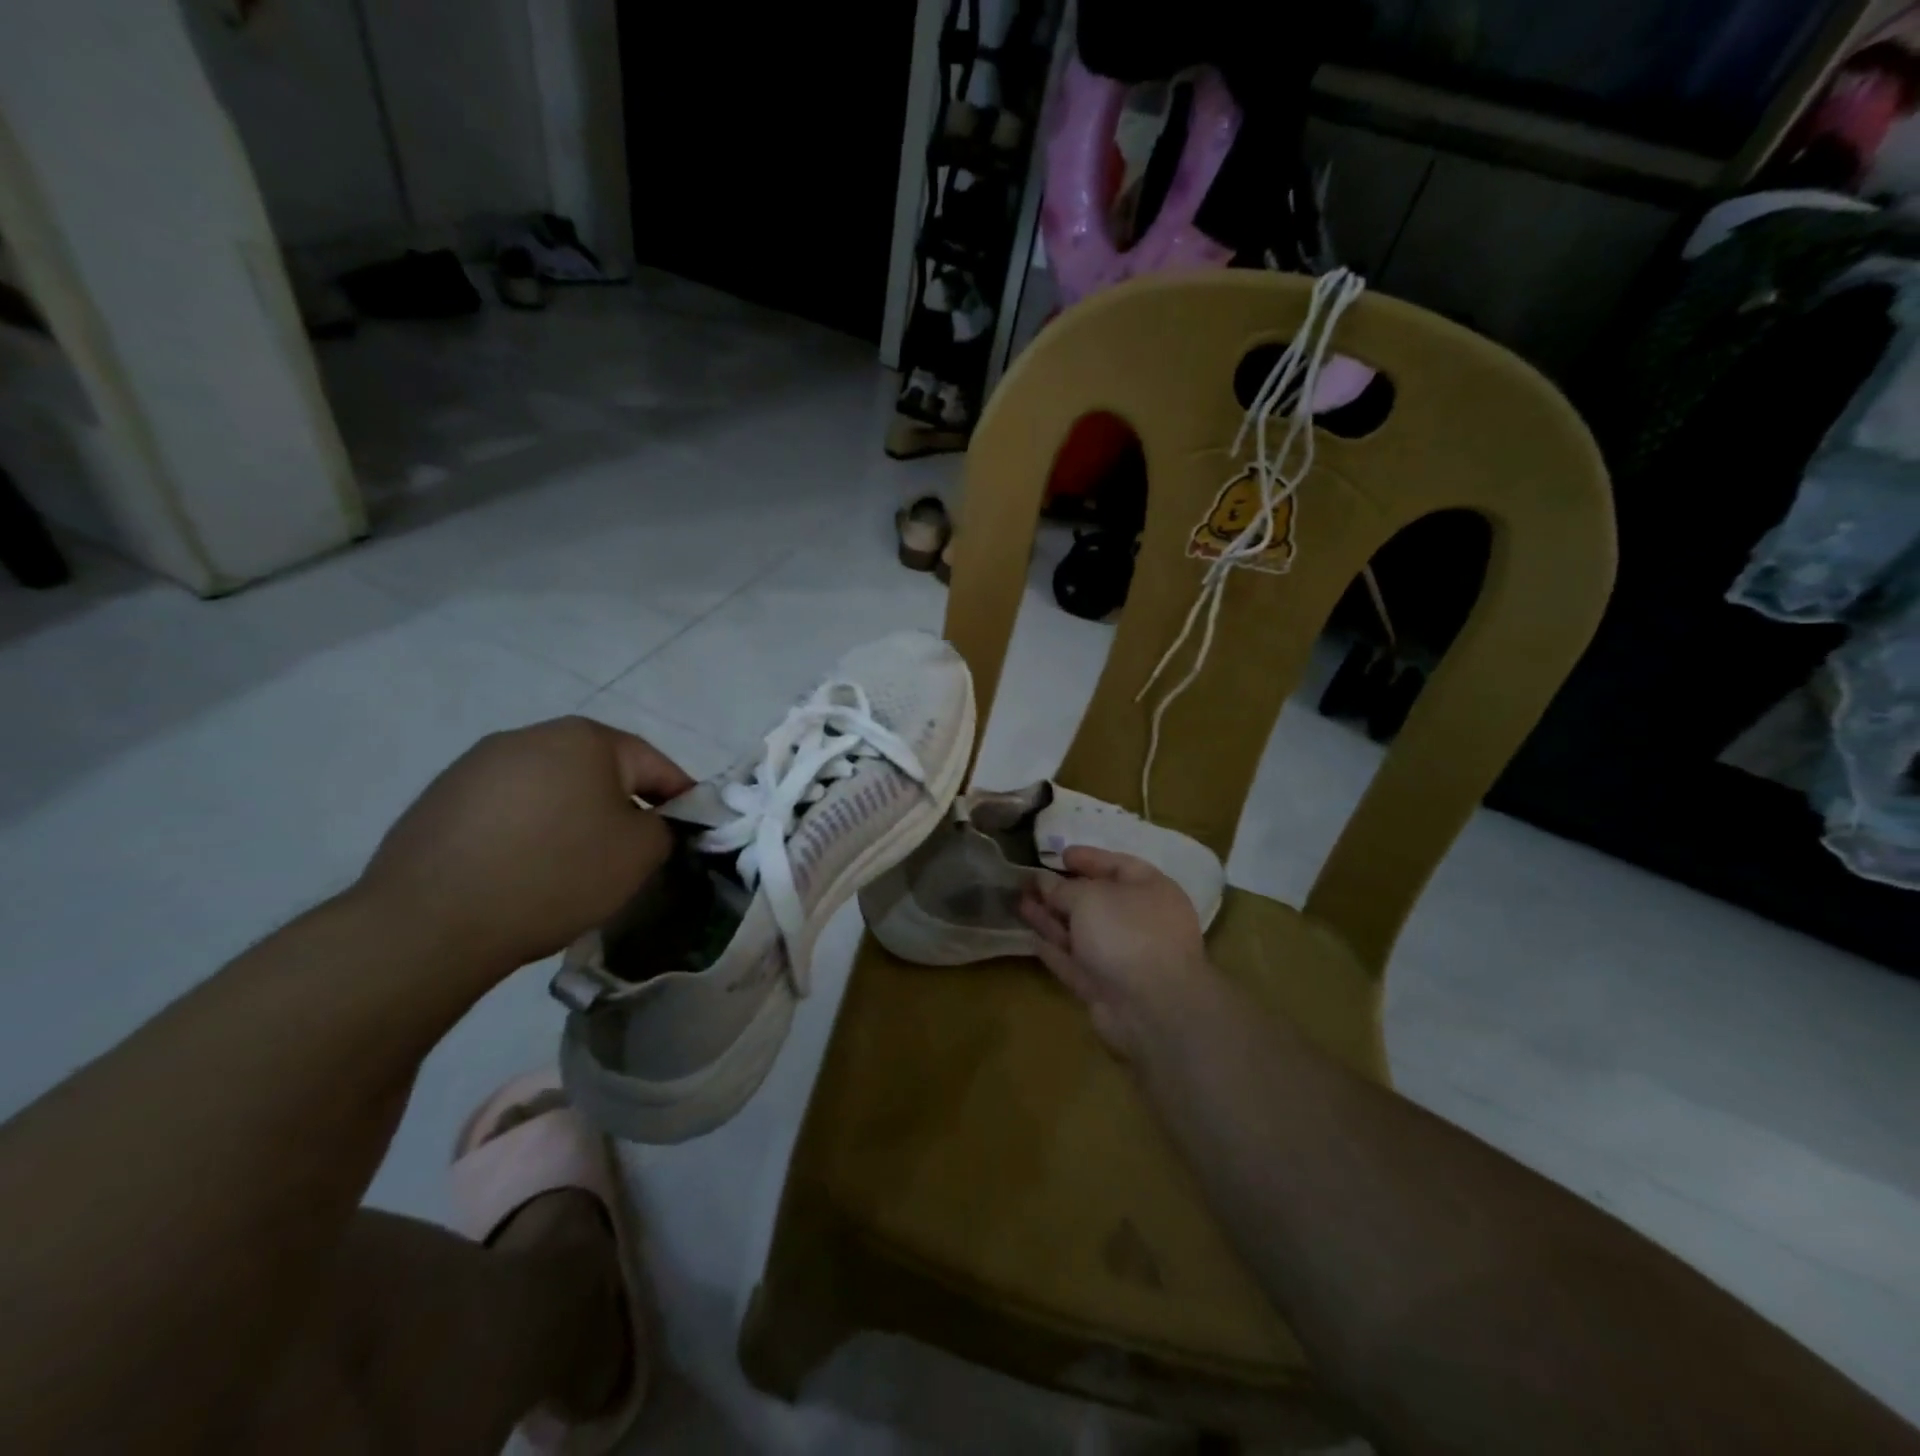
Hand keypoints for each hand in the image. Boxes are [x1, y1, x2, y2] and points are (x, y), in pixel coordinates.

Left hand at [354, 716, 695, 974]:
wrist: (430, 922)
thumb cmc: (555, 874)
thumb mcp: (639, 853)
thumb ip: (665, 827)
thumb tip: (652, 823)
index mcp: (584, 738)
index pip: (653, 764)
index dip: (679, 799)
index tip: (689, 833)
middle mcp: (530, 736)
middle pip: (599, 771)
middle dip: (621, 807)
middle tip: (631, 852)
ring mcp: (477, 765)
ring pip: (551, 789)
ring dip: (572, 818)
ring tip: (573, 866)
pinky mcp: (440, 799)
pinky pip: (507, 810)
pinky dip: (527, 832)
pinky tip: (523, 871)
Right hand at [1019, 846, 1213, 1059]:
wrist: (1151, 1008)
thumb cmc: (1127, 933)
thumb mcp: (1090, 897)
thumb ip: (1063, 889)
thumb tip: (1045, 883)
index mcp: (1151, 891)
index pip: (1119, 866)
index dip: (1089, 859)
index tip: (1060, 855)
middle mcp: (1141, 922)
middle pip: (1096, 901)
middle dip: (1061, 892)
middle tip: (1029, 881)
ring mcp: (1124, 958)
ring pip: (1082, 933)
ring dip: (1051, 919)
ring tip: (1020, 903)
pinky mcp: (1106, 988)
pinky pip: (1077, 963)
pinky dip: (1056, 951)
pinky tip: (1031, 939)